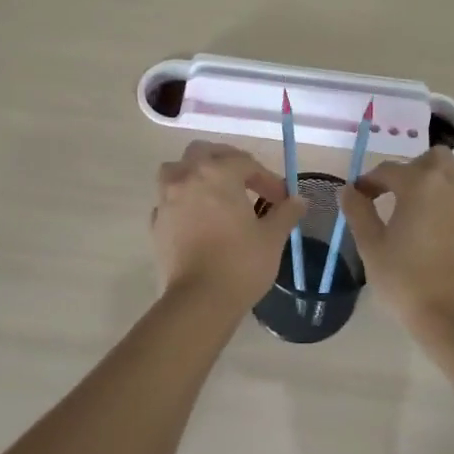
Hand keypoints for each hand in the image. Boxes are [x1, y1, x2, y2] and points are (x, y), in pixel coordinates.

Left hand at [151, 141, 305, 311]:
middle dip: (226, 161)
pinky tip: (196, 218)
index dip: (267, 178)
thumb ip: (286, 213)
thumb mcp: (272, 237)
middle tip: (246, 181)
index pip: (246, 163)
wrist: (199, 301)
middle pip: (204, 152)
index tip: (282, 199)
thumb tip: (298, 200)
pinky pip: (168, 200)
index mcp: (218, 173)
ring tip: (214, 192)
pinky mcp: (156, 223)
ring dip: (195, 174)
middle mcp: (188, 177)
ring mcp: (167, 199)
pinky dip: (182, 201)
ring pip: (177, 170)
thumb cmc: (241, 263)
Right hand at [336, 147, 453, 336]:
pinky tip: (430, 219)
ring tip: (412, 203)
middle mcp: (448, 184)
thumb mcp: (371, 244)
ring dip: (431, 177)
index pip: (388, 170)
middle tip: (390, 193)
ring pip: (451, 170)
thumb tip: (348, 190)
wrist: (451, 315)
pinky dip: (446, 193)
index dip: (368, 182)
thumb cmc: (405, 279)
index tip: (357, 197)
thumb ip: (357, 210)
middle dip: (408, 169)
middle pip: (430, 158)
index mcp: (419, 184)